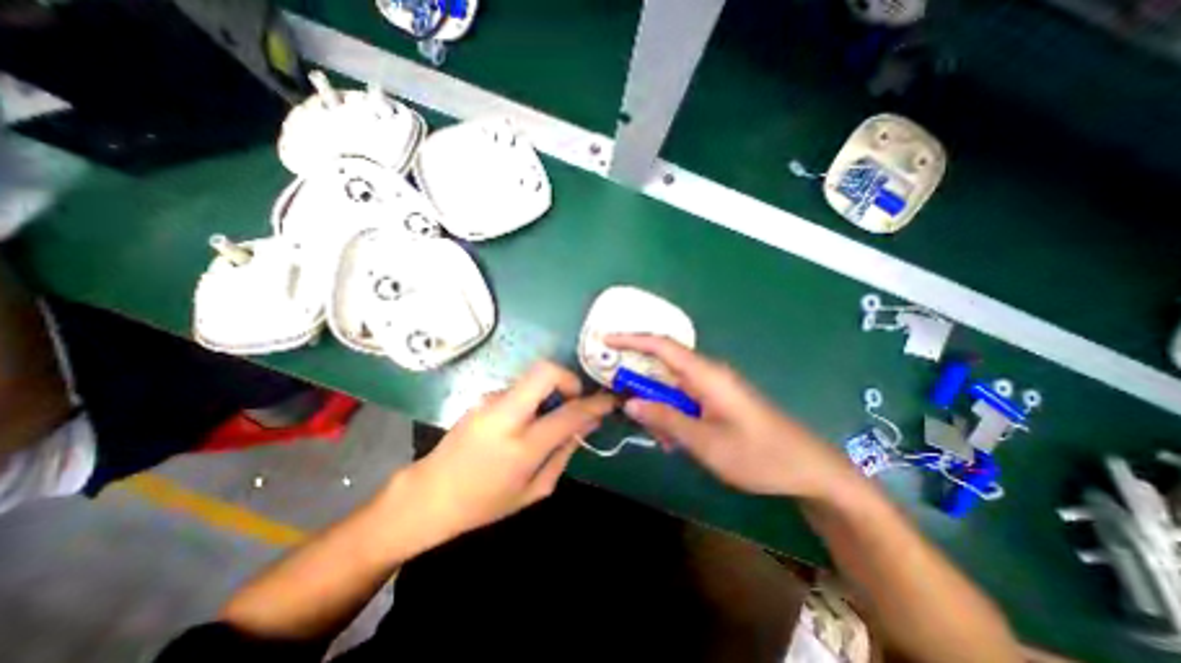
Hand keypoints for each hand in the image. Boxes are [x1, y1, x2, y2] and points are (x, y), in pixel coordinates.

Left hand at [391, 361, 612, 542]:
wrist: (429, 495)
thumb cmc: (485, 503)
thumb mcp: (534, 490)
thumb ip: (564, 452)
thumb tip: (587, 424)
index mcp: (522, 446)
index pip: (569, 412)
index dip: (596, 403)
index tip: (610, 399)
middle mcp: (505, 415)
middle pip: (545, 371)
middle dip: (568, 378)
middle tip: (574, 398)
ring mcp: (489, 401)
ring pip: (532, 378)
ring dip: (549, 391)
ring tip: (548, 417)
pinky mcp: (482, 397)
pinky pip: (518, 389)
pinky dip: (532, 398)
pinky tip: (526, 420)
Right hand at [609, 334, 859, 499]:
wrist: (808, 469)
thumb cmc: (758, 455)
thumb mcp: (705, 442)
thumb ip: (666, 419)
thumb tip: (630, 403)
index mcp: (706, 375)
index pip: (662, 345)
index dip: (632, 339)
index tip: (606, 339)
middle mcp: (709, 373)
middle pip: (665, 364)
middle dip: (640, 379)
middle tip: (621, 398)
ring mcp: (716, 386)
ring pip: (674, 385)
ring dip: (658, 404)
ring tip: (659, 436)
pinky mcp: (720, 400)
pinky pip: (686, 398)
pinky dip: (673, 413)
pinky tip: (674, 439)